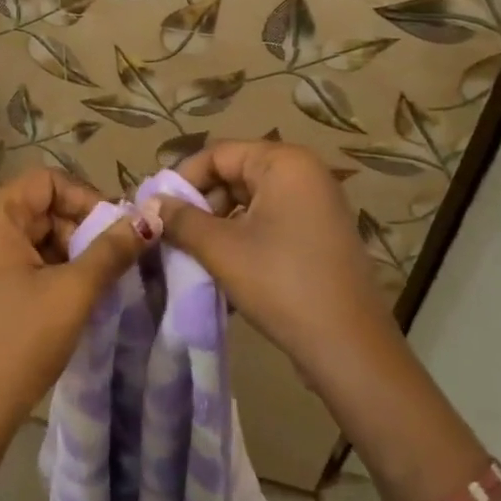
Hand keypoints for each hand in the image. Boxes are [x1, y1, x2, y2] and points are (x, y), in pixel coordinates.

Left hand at [0, 169, 148, 460]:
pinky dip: (47, 271)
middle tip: (111, 263)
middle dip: (79, 229)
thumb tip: (150, 218)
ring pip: (30, 237)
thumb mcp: (73, 293)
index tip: (116, 231)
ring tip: (95, 285)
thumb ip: (112, 250)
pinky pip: (16, 261)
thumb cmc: (20, 344)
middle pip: (38, 207)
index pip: (46, 181)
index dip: (86, 198)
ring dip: (67, 253)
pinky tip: (69, 300)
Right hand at [154, 140, 393, 376]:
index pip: (218, 154)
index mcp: (285, 162)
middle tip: (173, 237)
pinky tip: (224, 268)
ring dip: (218, 225)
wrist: (348, 347)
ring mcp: (317, 204)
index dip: (183, 180)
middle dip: (201, 205)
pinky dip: (243, 238)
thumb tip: (151, 204)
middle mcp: (305, 172)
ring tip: (194, 256)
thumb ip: (181, 220)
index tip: (156, 211)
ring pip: (250, 201)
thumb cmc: (281, 283)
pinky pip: (270, 221)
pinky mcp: (320, 233)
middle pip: (235, 174)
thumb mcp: (221, 249)